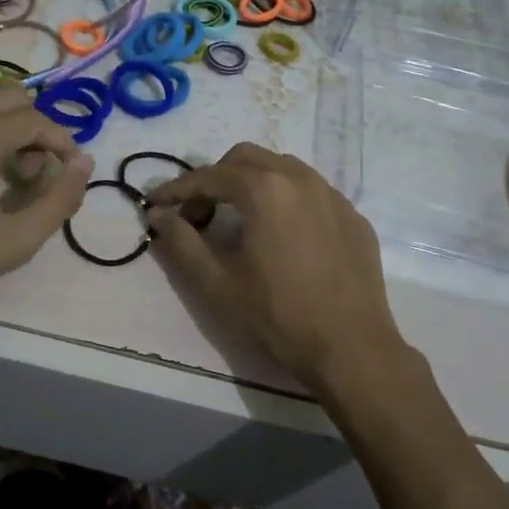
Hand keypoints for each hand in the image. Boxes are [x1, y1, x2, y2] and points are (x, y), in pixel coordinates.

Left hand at [0, 83, 92, 328]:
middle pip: (7, 94)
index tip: (66, 169)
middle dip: (31, 126)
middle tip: (30, 171)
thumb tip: (83, 162)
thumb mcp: (14, 242)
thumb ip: (59, 199)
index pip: (33, 118)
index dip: (60, 140)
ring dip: (1, 122)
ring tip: (0, 170)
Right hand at [145, 144, 412, 393]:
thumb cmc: (276, 315)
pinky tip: (282, 236)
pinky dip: (286, 200)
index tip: (154, 204)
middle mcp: (301, 178)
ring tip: (239, 220)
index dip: (176, 189)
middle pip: (246, 158)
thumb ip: (180, 241)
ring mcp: (333, 196)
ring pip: (283, 168)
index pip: (209, 176)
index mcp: (265, 188)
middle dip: (215, 178)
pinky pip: (311, 193)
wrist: (351, 350)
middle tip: (199, 215)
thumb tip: (158, 215)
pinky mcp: (354, 217)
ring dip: (252, 183)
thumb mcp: (215, 282)